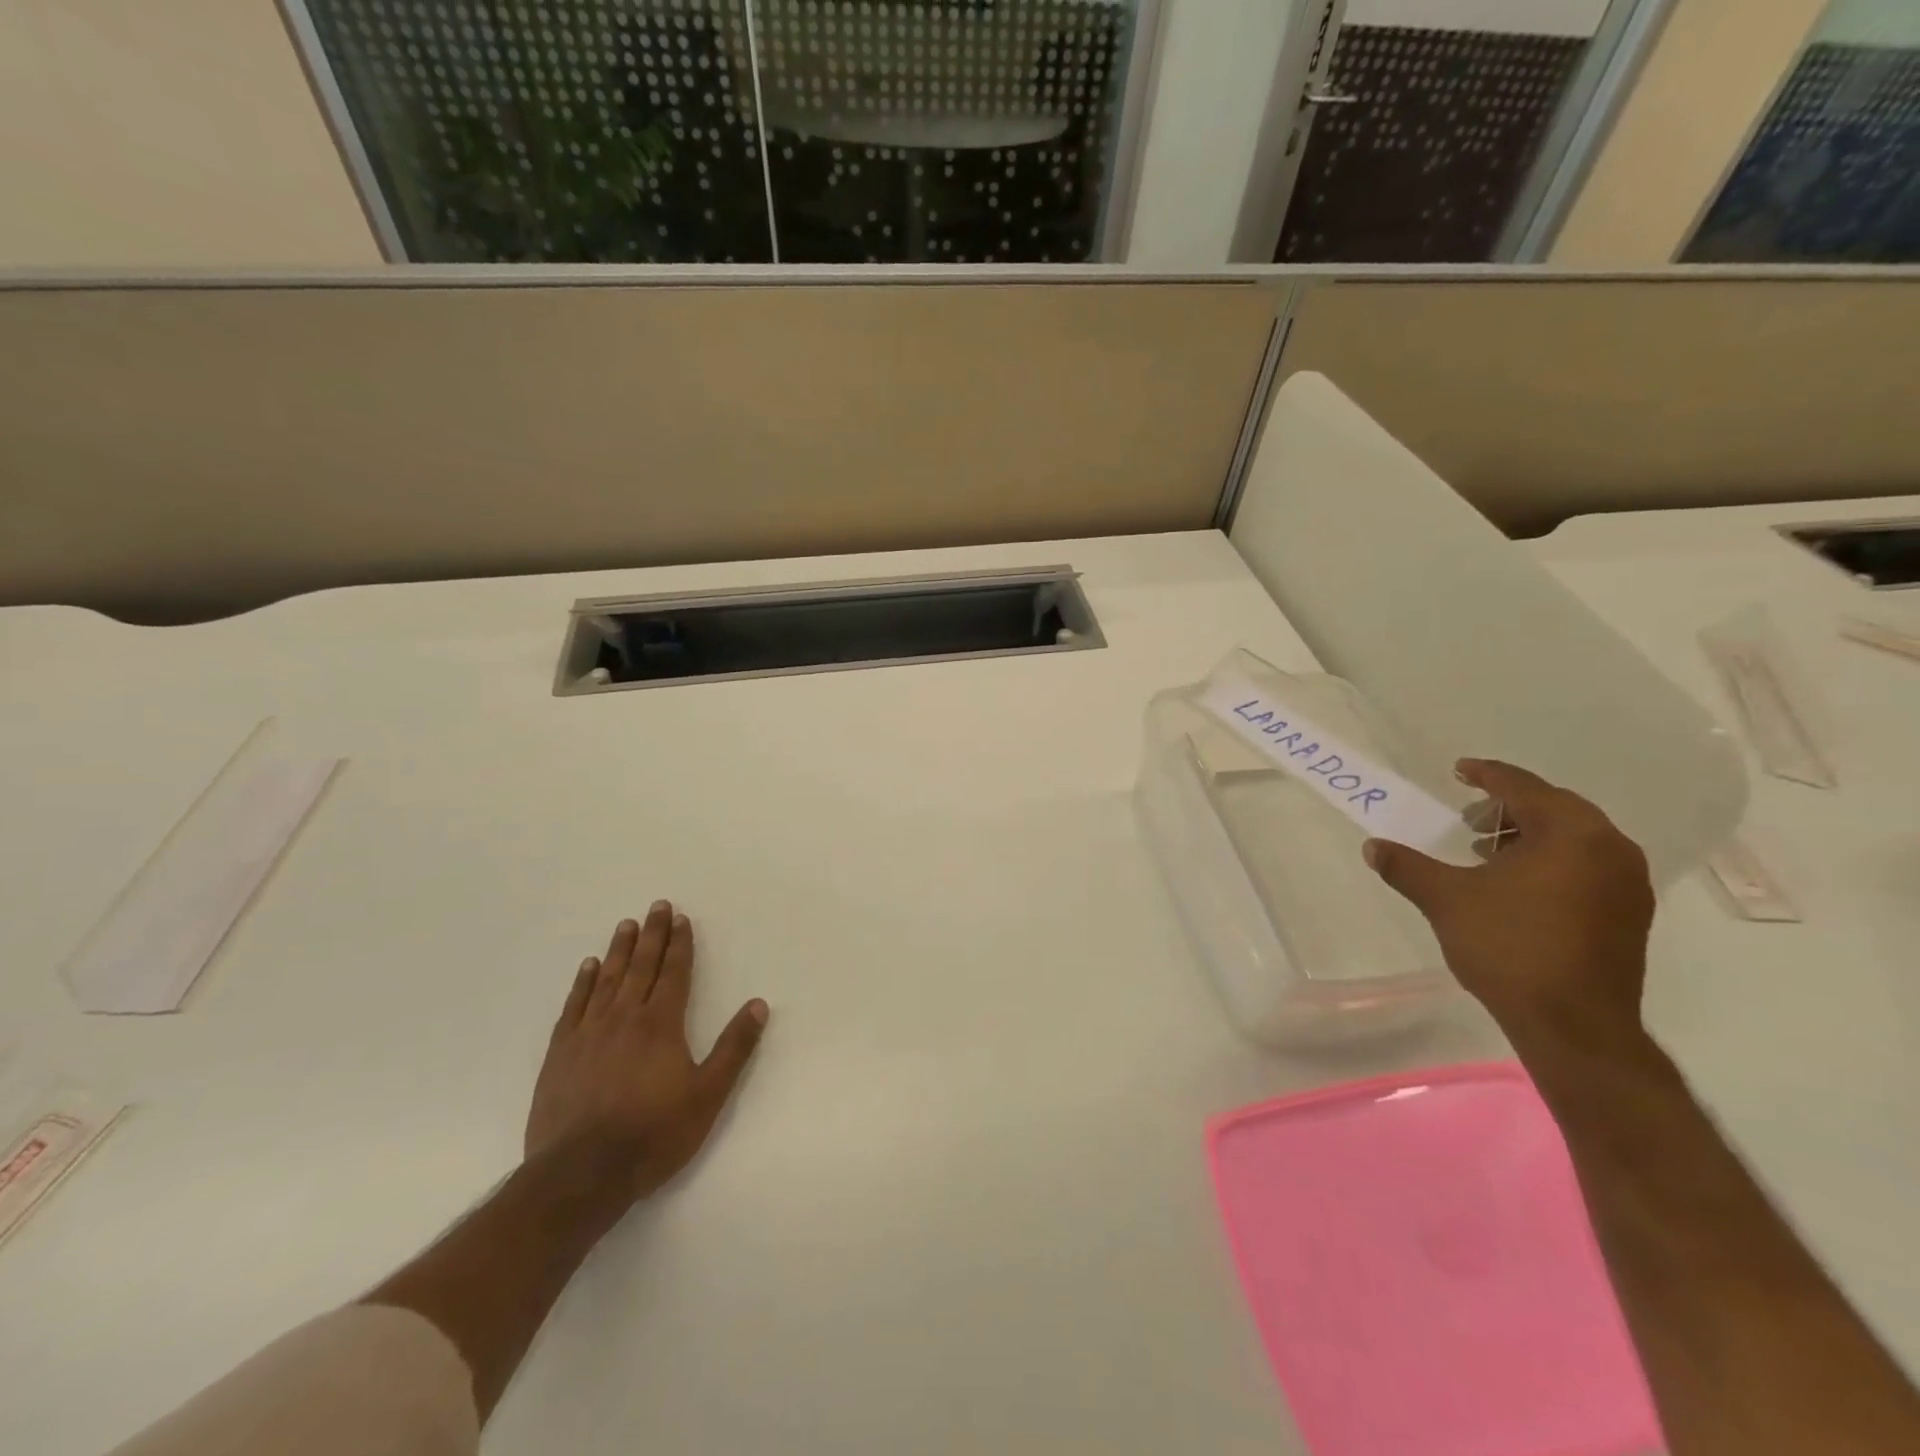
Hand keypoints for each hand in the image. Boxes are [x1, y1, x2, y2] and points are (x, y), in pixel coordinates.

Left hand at [525, 902, 768, 1204]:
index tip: (681, 918)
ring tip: (626, 925)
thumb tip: (758, 1004)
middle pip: (641, 966)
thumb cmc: (653, 1133)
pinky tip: (587, 968)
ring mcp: (588, 1033)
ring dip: (619, 950)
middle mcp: (625, 1017)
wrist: (580, 1174)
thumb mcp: (708, 1094)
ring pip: (607, 980)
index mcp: (661, 1024)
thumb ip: (734, 1047)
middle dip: (652, 935)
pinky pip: (574, 1006)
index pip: (674, 972)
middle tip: (657, 906)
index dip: (680, 944)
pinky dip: (582, 983)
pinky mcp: (560, 1054)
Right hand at [1363, 759, 1654, 1058]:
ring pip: (1573, 839)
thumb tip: (1373, 847)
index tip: (1458, 771)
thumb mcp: (1446, 899)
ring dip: (1528, 836)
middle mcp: (1610, 848)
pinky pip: (1586, 866)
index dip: (1486, 775)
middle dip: (1507, 807)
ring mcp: (1627, 883)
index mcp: (1571, 832)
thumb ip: (1407, 867)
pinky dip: (1550, 861)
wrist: (1575, 1025)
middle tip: (1468, 818)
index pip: (1522, 787)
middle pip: (1554, 808)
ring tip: (1485, 852)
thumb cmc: (1510, 947)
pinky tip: (1516, 884)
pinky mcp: (1630, 914)